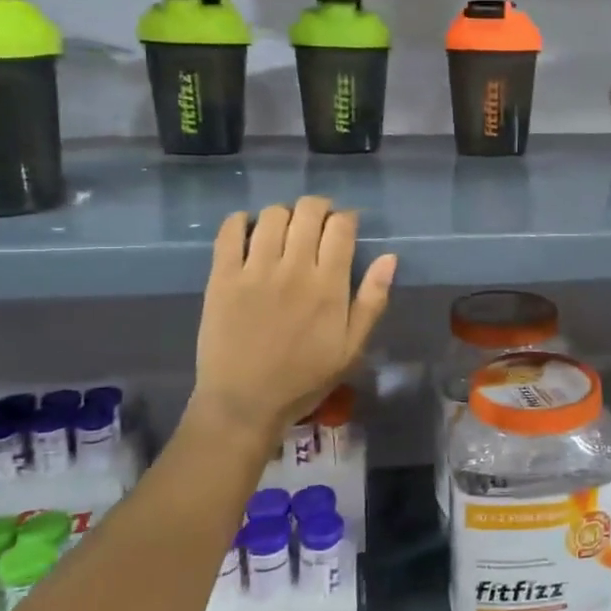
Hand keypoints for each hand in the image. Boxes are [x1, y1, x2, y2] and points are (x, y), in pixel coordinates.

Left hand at [190, 196, 397, 440]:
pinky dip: (240, 221)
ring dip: (284, 214)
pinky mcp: (221, 277)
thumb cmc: (304, 378)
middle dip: (318, 208)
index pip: (341, 227)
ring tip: (285, 231)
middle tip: (317, 223)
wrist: (244, 403)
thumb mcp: (352, 348)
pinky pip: (229, 231)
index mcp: (328, 286)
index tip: (345, 226)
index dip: (346, 218)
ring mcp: (254, 270)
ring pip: (271, 215)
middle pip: (308, 211)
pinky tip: (248, 232)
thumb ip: (372, 301)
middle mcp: (293, 269)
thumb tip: (390, 257)